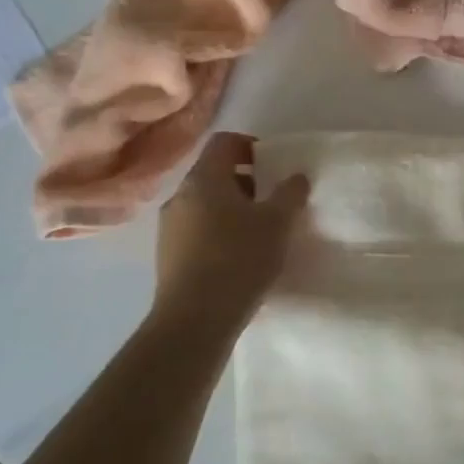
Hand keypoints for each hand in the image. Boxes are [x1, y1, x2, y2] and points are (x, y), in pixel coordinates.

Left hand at [155, 132, 309, 325]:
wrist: (194, 321)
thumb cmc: (239, 259)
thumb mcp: (278, 223)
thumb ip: (290, 193)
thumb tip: (296, 176)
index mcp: (204, 179)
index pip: (224, 142)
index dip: (251, 145)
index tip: (275, 165)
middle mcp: (180, 196)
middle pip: (215, 173)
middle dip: (246, 182)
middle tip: (274, 202)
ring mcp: (169, 228)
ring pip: (206, 204)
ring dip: (233, 210)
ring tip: (260, 233)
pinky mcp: (168, 257)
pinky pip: (198, 231)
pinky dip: (220, 233)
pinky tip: (240, 258)